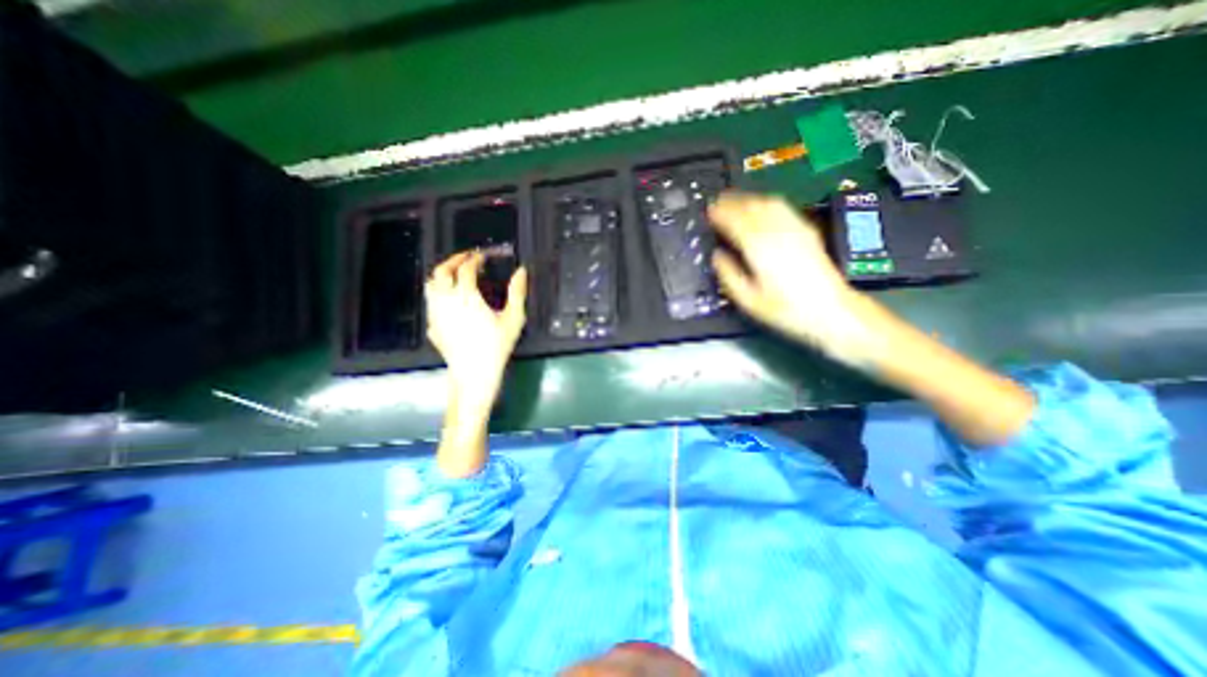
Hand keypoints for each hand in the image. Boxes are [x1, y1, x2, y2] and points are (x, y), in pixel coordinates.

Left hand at [426, 249, 527, 408]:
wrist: (474, 373)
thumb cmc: (496, 345)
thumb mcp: (513, 319)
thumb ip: (517, 292)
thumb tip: (521, 271)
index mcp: (467, 296)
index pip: (466, 269)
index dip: (474, 259)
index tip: (483, 256)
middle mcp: (446, 300)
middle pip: (441, 271)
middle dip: (453, 260)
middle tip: (466, 258)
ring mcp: (436, 313)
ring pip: (431, 285)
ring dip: (442, 275)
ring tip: (455, 275)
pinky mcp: (432, 326)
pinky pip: (430, 302)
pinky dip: (439, 293)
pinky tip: (449, 301)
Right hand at [709, 194, 878, 366]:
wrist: (829, 310)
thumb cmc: (785, 309)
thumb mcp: (748, 300)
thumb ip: (729, 275)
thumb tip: (717, 256)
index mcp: (759, 248)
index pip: (735, 221)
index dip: (719, 214)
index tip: (708, 212)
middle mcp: (776, 232)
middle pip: (750, 207)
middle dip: (731, 202)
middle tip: (717, 204)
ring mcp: (794, 229)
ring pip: (767, 203)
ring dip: (748, 199)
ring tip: (735, 202)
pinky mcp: (807, 231)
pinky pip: (783, 207)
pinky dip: (766, 202)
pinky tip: (762, 207)